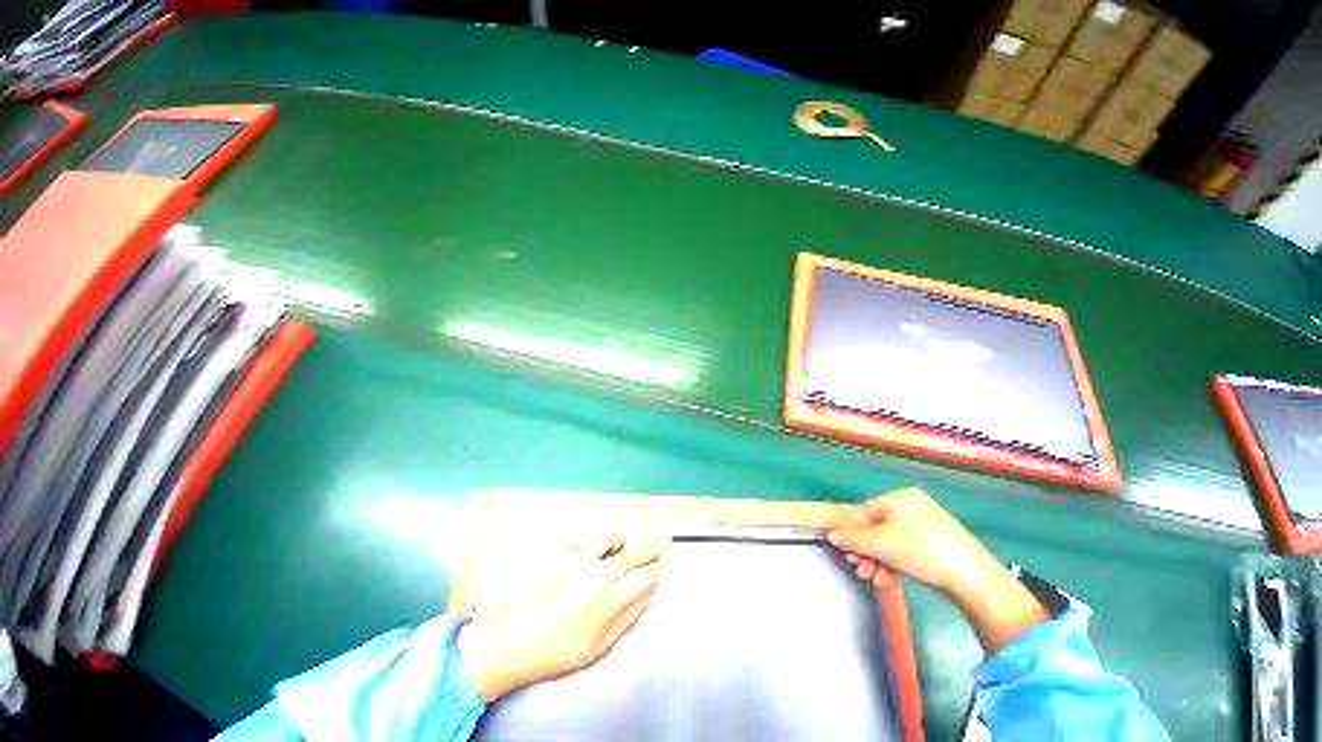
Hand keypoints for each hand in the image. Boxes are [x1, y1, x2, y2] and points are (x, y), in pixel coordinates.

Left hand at [458, 533, 667, 701]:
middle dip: (653, 545)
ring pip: (608, 536)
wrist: (507, 644)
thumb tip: (649, 597)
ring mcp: (575, 562)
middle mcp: (595, 577)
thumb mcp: (597, 647)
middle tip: (663, 541)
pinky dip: (593, 533)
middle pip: (633, 553)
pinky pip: (580, 533)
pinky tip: (595, 540)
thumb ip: (627, 620)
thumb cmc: (554, 652)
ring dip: (622, 537)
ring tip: (624, 543)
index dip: (658, 570)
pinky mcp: (556, 553)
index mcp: (607, 604)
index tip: (662, 567)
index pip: (644, 578)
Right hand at [828, 487, 999, 596]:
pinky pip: (905, 551)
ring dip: (877, 561)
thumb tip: (832, 534)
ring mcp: (927, 527)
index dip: (851, 531)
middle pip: (876, 529)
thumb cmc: (922, 551)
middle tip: (859, 567)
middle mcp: (913, 508)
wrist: (973, 580)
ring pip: (890, 543)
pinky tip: (889, 580)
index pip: (864, 512)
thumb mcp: (880, 544)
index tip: (844, 549)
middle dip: (865, 551)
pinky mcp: (937, 547)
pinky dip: (894, 565)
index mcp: (900, 498)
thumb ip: (851, 538)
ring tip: (874, 577)